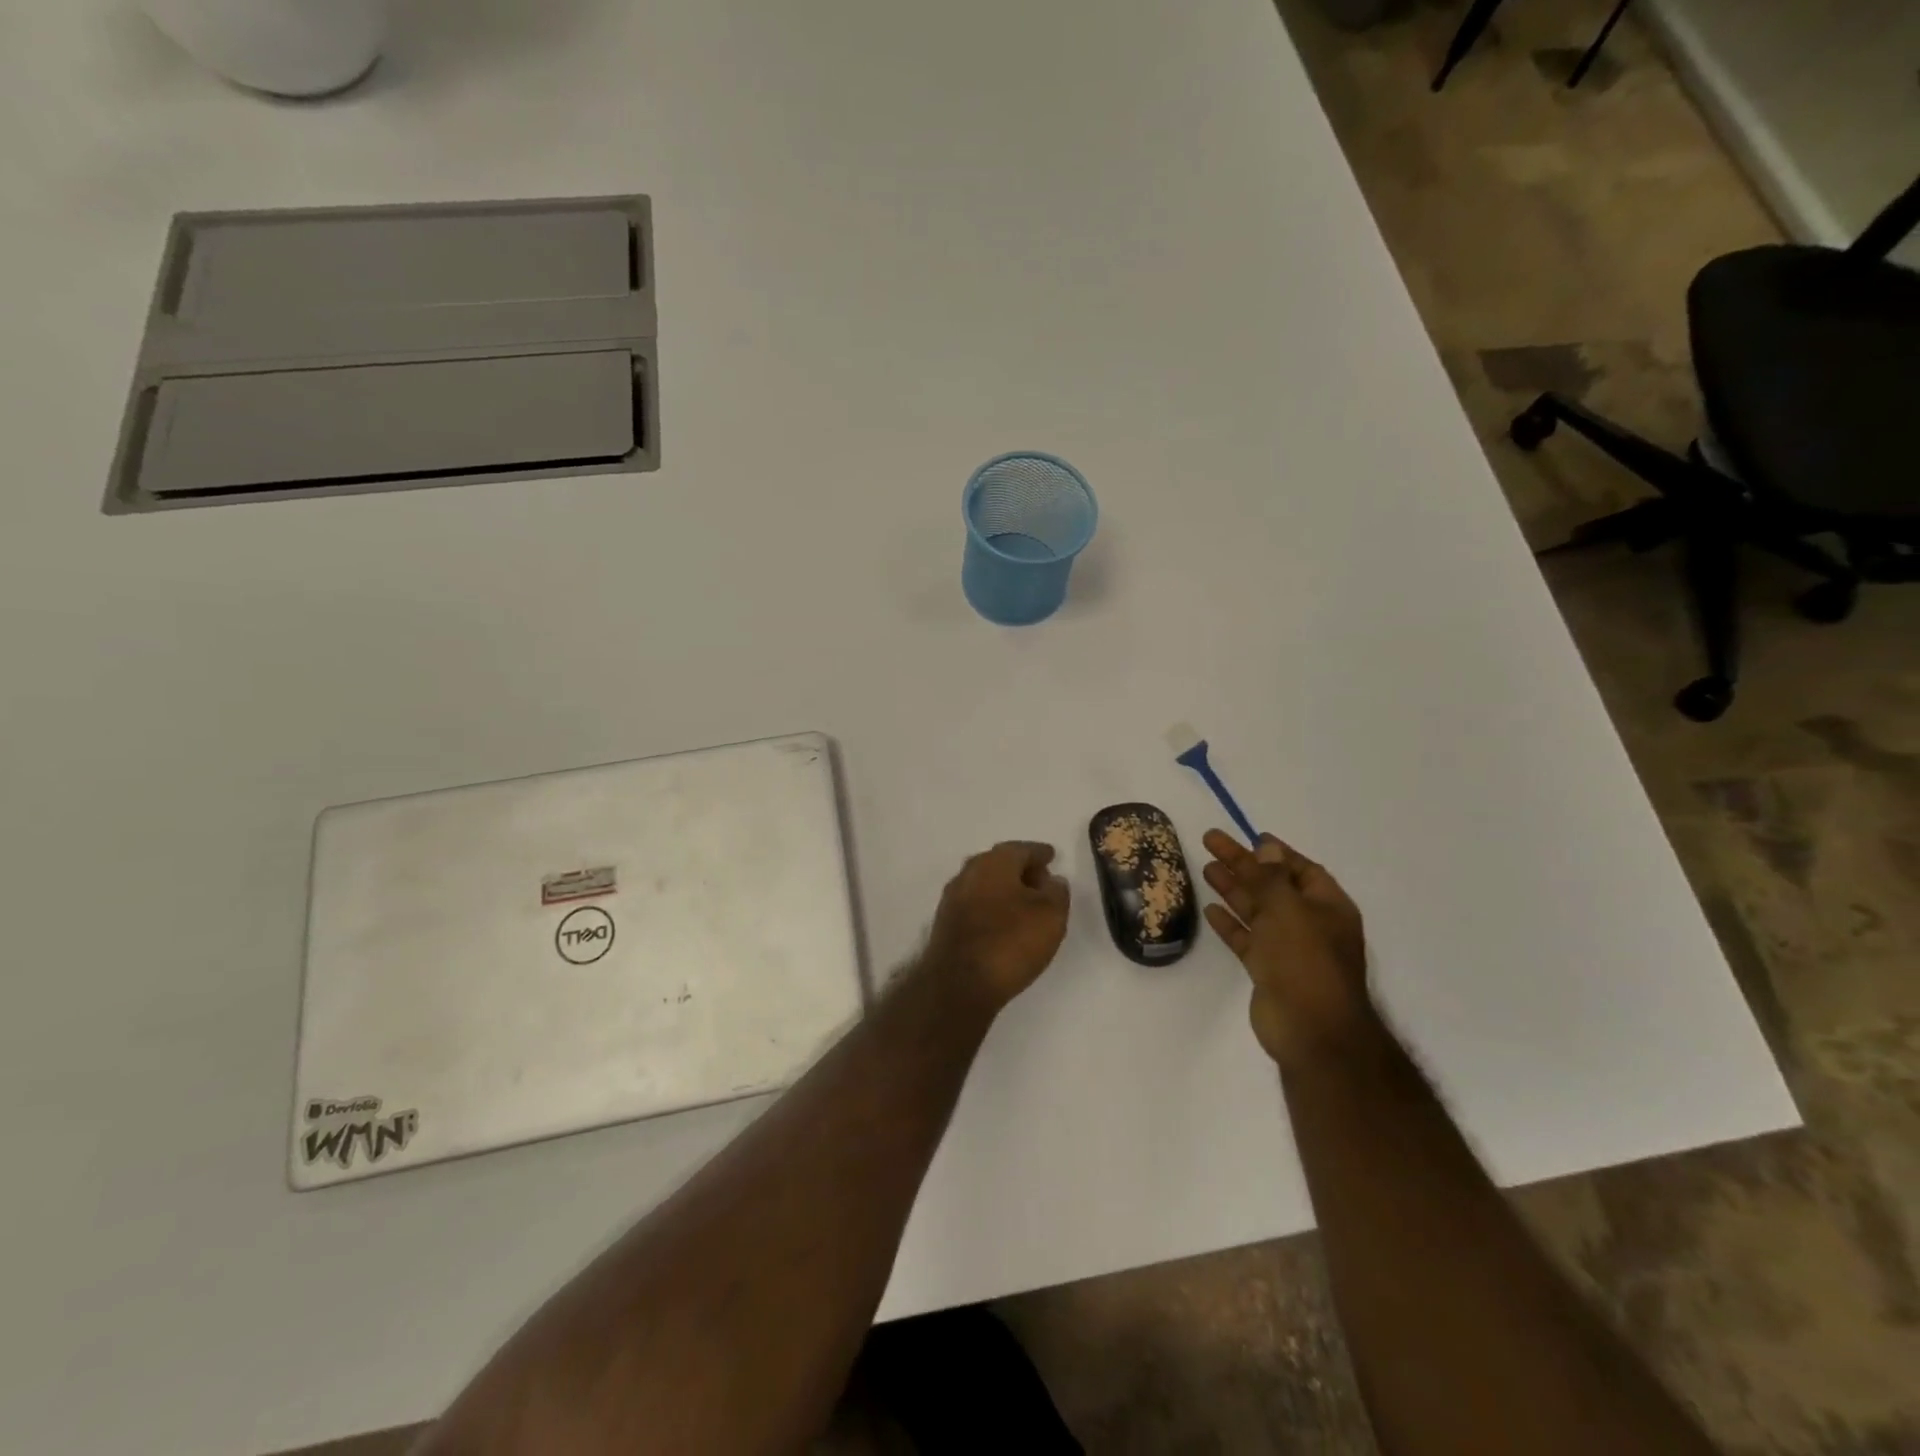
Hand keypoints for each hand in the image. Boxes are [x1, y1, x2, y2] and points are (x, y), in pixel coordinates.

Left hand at [928, 841, 1071, 1010]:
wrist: (958, 984)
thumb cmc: (1010, 942)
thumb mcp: (1050, 915)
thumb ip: (1056, 892)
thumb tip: (1052, 881)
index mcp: (994, 862)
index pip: (1022, 849)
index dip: (1040, 853)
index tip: (1052, 857)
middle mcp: (969, 873)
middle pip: (1000, 863)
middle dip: (1022, 870)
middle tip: (1042, 882)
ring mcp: (953, 898)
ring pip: (986, 884)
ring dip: (1006, 890)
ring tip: (1027, 906)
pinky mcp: (946, 923)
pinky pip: (976, 905)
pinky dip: (993, 907)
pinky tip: (1005, 924)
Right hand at [1201, 830, 1369, 1065]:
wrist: (1311, 1031)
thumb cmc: (1305, 961)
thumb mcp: (1288, 909)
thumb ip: (1272, 878)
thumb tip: (1267, 847)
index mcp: (1327, 907)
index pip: (1300, 870)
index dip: (1275, 852)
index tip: (1248, 836)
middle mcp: (1310, 924)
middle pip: (1272, 886)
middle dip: (1243, 865)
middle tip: (1211, 843)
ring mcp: (1289, 949)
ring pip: (1257, 911)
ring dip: (1233, 890)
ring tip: (1206, 869)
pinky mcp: (1268, 971)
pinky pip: (1247, 939)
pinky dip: (1230, 924)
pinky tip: (1210, 910)